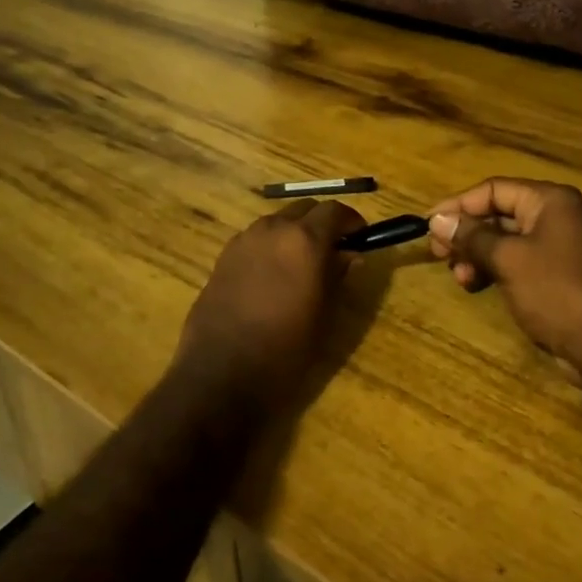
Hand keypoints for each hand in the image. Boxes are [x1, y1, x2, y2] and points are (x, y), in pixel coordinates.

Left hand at [175, 199, 365, 395]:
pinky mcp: (223, 256)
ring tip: (303, 264)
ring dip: (294, 233)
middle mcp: (273, 229)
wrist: (221, 372)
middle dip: (321, 223)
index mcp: (304, 239)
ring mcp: (244, 240)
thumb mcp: (324, 314)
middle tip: (334, 249)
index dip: (351, 220)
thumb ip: (338, 276)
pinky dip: (271, 245)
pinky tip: (273, 275)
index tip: (360, 237)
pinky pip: (256, 239)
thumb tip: (350, 255)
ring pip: (277, 222)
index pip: (334, 211)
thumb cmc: (285, 348)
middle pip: (304, 209)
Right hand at [427, 178, 581, 379]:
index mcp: (550, 201)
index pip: (494, 190)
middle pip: (499, 214)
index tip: (428, 224)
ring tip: (460, 278)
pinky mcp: (558, 276)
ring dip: (477, 255)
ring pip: (505, 241)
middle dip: (467, 233)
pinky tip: (477, 286)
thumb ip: (471, 237)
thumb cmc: (557, 292)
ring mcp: (559, 247)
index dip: (458, 205)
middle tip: (438, 254)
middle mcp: (556, 217)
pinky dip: (494, 270)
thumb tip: (437, 220)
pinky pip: (518, 262)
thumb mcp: (508, 260)